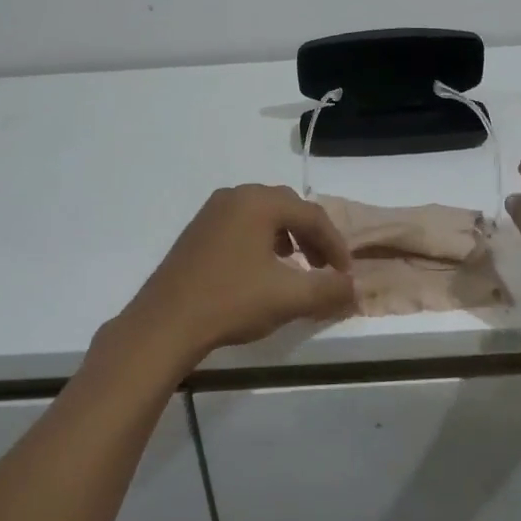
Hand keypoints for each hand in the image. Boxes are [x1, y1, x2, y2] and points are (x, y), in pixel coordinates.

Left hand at [113, 185, 355, 368]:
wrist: (165, 323)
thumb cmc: (231, 301)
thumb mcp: (288, 298)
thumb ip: (329, 289)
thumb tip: (354, 288)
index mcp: (258, 202)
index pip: (312, 215)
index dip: (336, 245)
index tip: (346, 275)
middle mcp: (235, 196)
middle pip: (288, 208)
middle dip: (313, 237)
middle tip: (325, 268)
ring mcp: (212, 212)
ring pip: (264, 216)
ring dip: (288, 238)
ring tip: (297, 268)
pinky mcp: (197, 231)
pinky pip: (242, 226)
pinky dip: (262, 242)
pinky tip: (262, 271)